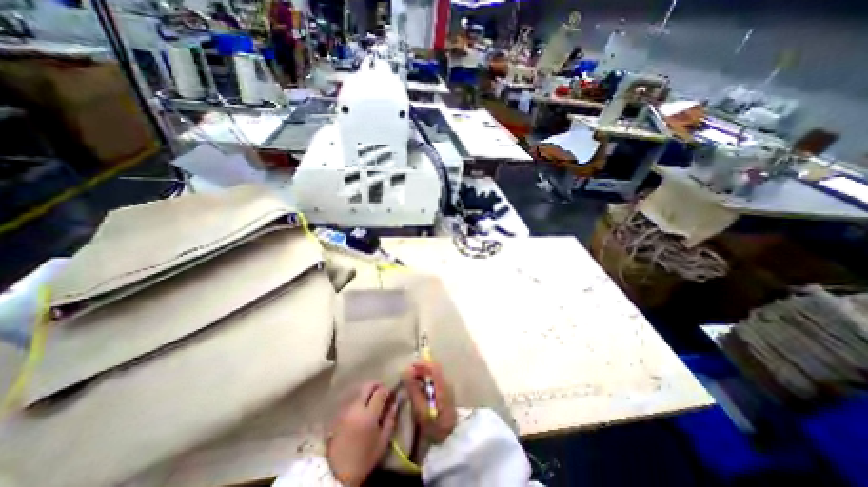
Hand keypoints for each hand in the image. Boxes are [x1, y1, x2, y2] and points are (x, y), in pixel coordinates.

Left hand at [328, 382, 397, 485]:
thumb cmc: (364, 459)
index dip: (387, 390)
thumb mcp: (382, 442)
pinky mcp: (339, 413)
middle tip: (382, 391)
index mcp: (369, 415)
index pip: (380, 392)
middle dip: (377, 385)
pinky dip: (359, 398)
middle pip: (367, 386)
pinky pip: (352, 399)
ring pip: (359, 391)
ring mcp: (346, 409)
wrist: (337, 473)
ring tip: (372, 399)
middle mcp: (356, 407)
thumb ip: (390, 419)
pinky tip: (362, 406)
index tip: (391, 394)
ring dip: (367, 391)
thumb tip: (395, 403)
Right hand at [400, 362, 457, 444]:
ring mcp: (447, 389)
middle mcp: (446, 383)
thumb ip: (413, 389)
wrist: (449, 441)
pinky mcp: (445, 395)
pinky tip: (417, 390)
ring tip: (409, 383)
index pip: (433, 366)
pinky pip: (433, 383)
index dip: (421, 364)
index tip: (408, 367)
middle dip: (419, 370)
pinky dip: (424, 383)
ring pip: (433, 375)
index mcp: (442, 385)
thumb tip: (405, 371)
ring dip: (421, 376)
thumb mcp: (421, 409)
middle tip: (406, 377)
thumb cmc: (434, 426)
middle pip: (433, 369)